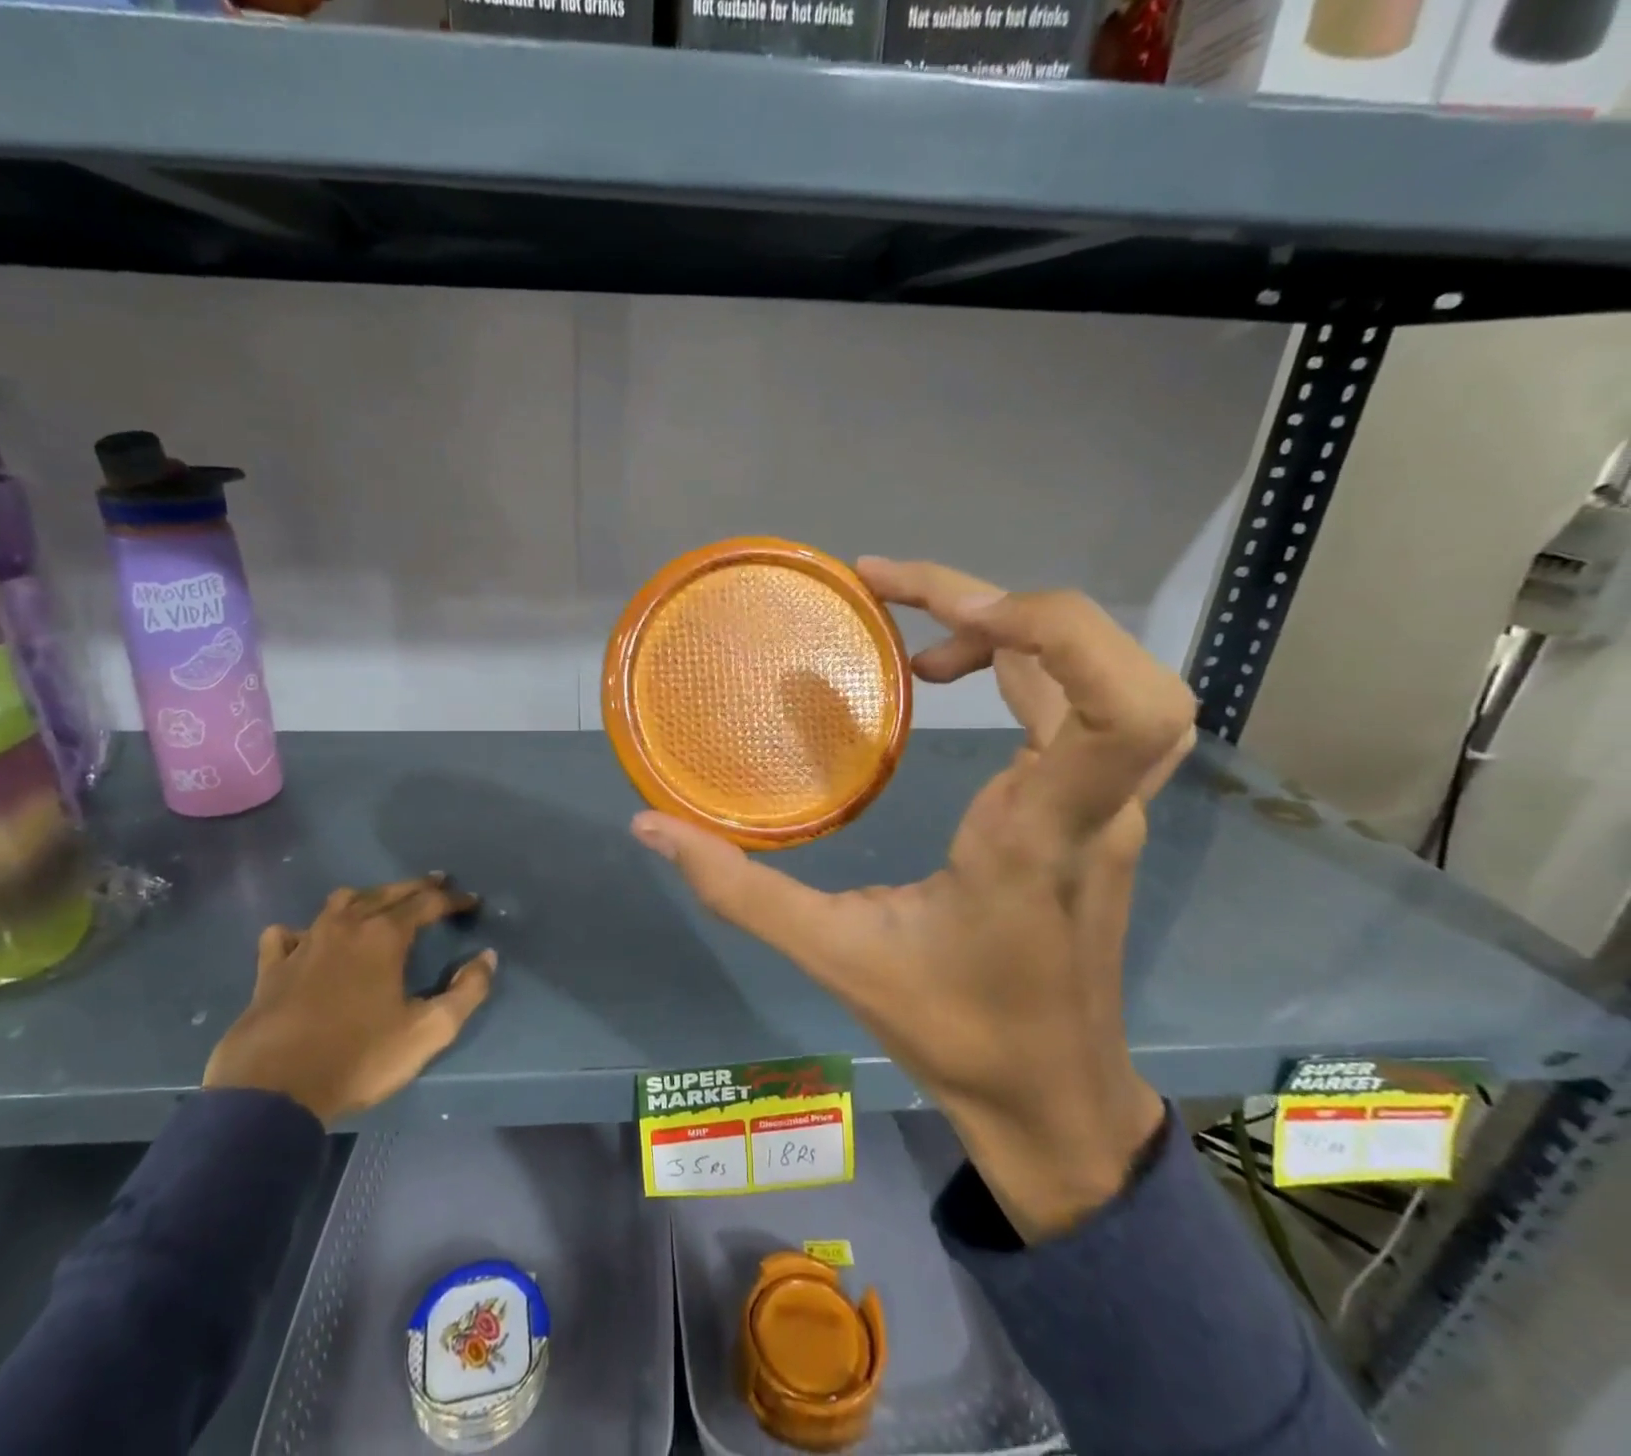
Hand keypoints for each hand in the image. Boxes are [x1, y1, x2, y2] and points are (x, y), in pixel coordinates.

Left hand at [204, 875, 494, 1125]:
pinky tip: (304, 940)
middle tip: (437, 883)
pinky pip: (285, 935)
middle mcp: (345, 927)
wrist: (273, 1092)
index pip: (427, 903)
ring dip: (365, 898)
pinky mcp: (271, 969)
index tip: (472, 903)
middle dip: (415, 887)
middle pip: (386, 893)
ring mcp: (304, 944)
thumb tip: (487, 957)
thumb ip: (467, 992)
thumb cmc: (359, 1058)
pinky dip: (300, 932)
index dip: (453, 900)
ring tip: (378, 905)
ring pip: (338, 904)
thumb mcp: (428, 1031)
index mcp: (384, 937)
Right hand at [631, 559, 1194, 1240]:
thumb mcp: (833, 956)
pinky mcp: (1096, 812)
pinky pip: (1077, 707)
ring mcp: (1107, 807)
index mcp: (1040, 833)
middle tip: (909, 602)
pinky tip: (948, 675)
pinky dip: (1020, 664)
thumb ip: (737, 888)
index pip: (1121, 707)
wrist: (1052, 1100)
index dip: (1050, 628)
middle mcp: (1095, 807)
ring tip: (916, 635)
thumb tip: (650, 827)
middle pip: (1122, 664)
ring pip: (1102, 677)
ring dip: (1015, 630)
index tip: (944, 620)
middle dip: (1021, 607)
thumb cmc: (954, 1031)